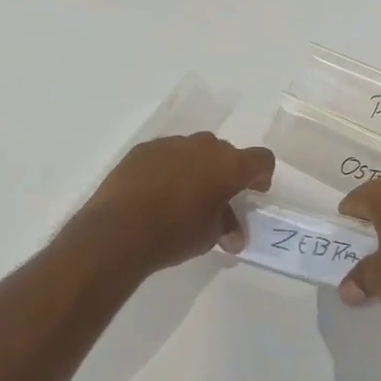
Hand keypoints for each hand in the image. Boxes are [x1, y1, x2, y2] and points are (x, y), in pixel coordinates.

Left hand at [68, 132, 274, 276]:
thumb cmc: (175, 234)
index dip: (261, 175)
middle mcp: (204, 146)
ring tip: (183, 196)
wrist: (118, 231)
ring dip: (196, 168)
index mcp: (229, 165)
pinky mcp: (144, 149)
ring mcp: (172, 144)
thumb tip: (233, 236)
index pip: (261, 159)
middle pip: (226, 153)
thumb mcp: (209, 236)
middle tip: (217, 199)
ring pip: (194, 151)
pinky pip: (167, 155)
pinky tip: (156, 192)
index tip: (254, 192)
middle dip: (225, 173)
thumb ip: (226, 226)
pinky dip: (169, 168)